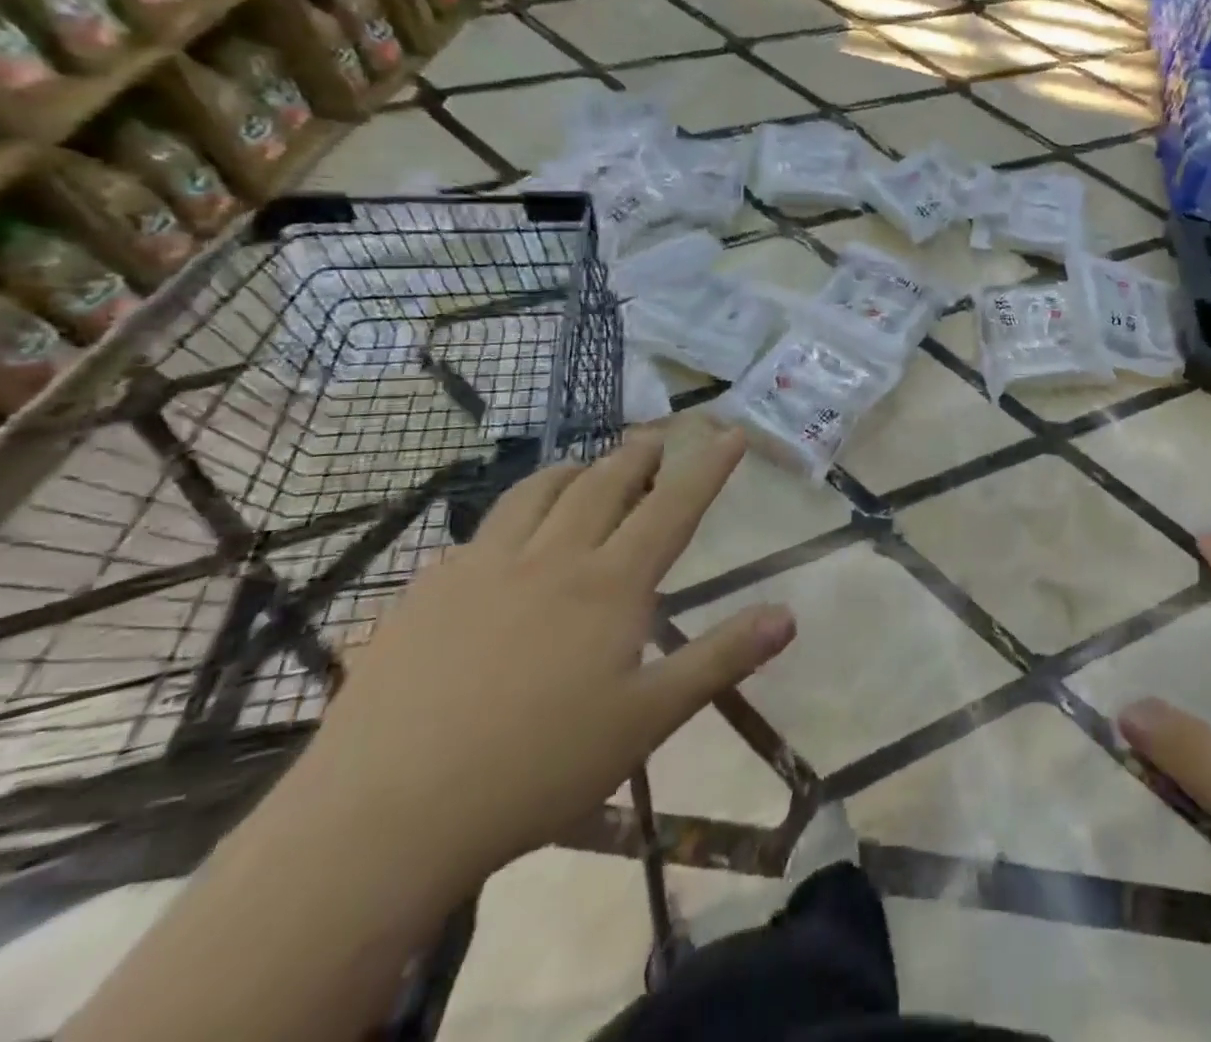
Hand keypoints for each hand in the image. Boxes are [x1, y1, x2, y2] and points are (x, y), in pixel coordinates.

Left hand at [290, 423, 794, 895]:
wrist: (383, 818)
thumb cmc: (537, 769)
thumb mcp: (647, 720)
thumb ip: (720, 659)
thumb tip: (788, 614)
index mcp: (609, 584)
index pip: (672, 507)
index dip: (707, 467)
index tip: (731, 432)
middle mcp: (550, 558)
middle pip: (604, 484)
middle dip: (639, 454)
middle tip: (657, 436)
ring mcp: (480, 569)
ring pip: (536, 493)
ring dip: (573, 471)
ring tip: (588, 468)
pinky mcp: (424, 593)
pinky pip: (478, 533)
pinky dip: (511, 517)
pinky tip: (505, 542)